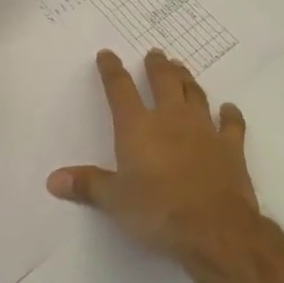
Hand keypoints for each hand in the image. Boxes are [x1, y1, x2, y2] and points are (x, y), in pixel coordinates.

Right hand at [46, 48, 263, 268]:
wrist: (215, 229)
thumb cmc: (157, 211)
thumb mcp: (113, 200)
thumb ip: (86, 185)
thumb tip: (53, 180)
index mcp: (137, 127)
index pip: (120, 90)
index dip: (111, 70)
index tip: (107, 55)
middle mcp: (171, 119)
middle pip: (163, 82)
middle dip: (157, 66)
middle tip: (155, 53)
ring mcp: (205, 130)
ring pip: (195, 94)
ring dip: (187, 79)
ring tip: (181, 68)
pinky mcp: (231, 148)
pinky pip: (231, 124)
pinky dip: (230, 114)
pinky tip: (229, 108)